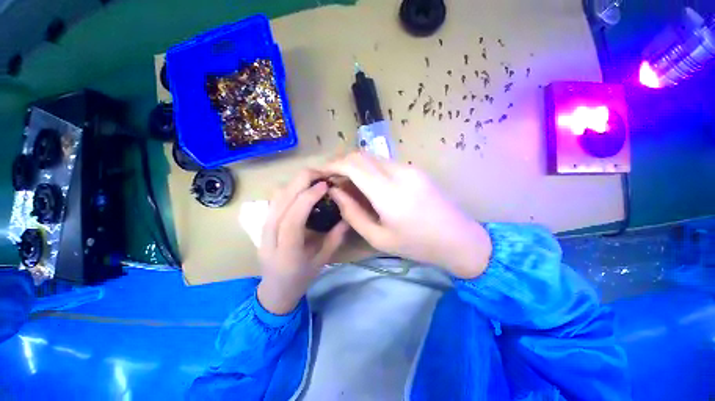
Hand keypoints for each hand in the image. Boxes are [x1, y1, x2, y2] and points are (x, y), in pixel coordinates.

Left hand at [257, 170, 349, 314]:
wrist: (274, 289)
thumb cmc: (301, 278)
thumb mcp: (323, 260)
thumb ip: (335, 238)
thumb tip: (347, 216)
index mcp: (287, 251)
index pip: (293, 218)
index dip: (308, 197)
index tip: (325, 185)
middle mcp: (270, 236)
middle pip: (281, 201)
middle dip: (301, 181)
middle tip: (322, 173)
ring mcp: (263, 228)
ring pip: (276, 196)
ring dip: (295, 182)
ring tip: (315, 177)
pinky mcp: (264, 223)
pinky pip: (275, 199)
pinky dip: (289, 188)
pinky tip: (302, 187)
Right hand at [323, 153, 491, 278]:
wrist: (459, 239)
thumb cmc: (417, 245)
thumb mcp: (379, 237)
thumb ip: (353, 213)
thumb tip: (335, 191)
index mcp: (389, 193)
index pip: (353, 165)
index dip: (332, 164)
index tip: (320, 172)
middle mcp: (399, 172)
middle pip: (362, 155)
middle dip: (341, 162)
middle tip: (330, 177)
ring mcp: (409, 168)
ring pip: (373, 157)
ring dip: (355, 165)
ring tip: (345, 182)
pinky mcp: (415, 169)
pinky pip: (384, 162)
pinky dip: (369, 168)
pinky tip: (366, 183)